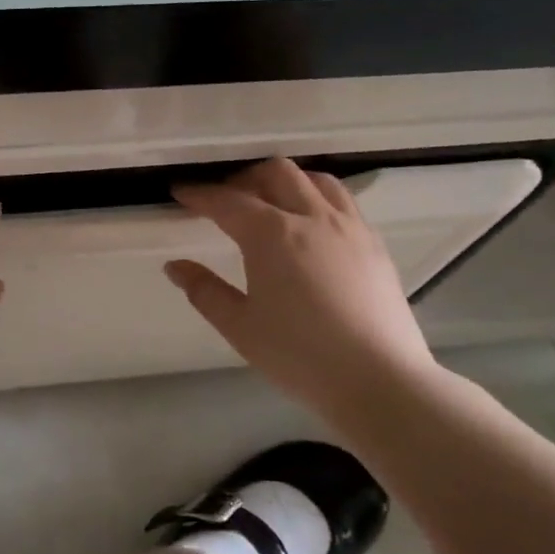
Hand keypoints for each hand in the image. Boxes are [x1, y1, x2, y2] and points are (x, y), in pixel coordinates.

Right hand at [166, 158, 438, 431]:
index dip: (199, 194)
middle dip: (244, 178)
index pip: (227, 201)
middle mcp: (311, 217)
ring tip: (271, 203)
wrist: (379, 380)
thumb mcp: (240, 327)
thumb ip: (204, 291)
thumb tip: (175, 266)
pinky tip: (312, 226)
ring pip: (315, 179)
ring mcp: (349, 227)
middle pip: (275, 173)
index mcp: (271, 234)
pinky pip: (343, 201)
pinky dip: (317, 198)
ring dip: (286, 181)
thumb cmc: (299, 355)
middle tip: (225, 200)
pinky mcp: (374, 244)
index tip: (181, 192)